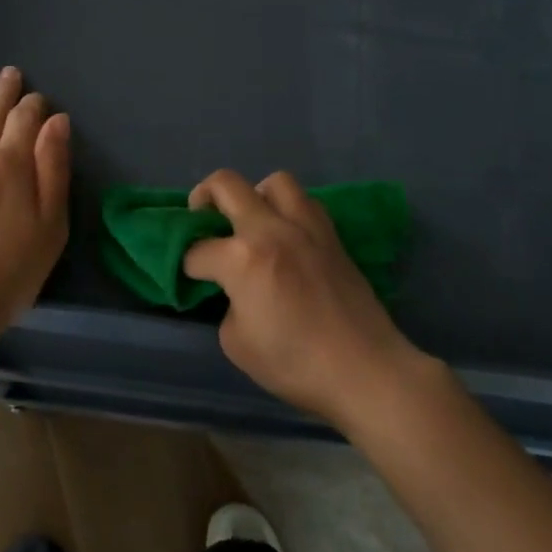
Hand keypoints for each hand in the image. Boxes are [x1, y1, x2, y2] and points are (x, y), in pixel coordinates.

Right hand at [183, 169, 425, 425]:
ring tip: (251, 223)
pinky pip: (304, 202)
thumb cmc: (295, 364)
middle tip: (202, 222)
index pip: (198, 250)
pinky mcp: (332, 235)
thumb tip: (236, 291)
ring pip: (273, 181)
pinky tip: (285, 236)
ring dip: (253, 195)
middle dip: (202, 198)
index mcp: (242, 258)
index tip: (190, 278)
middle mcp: (271, 229)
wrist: (364, 369)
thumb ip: (228, 305)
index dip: (186, 265)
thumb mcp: (237, 344)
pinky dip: (287, 209)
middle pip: (225, 185)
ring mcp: (306, 227)